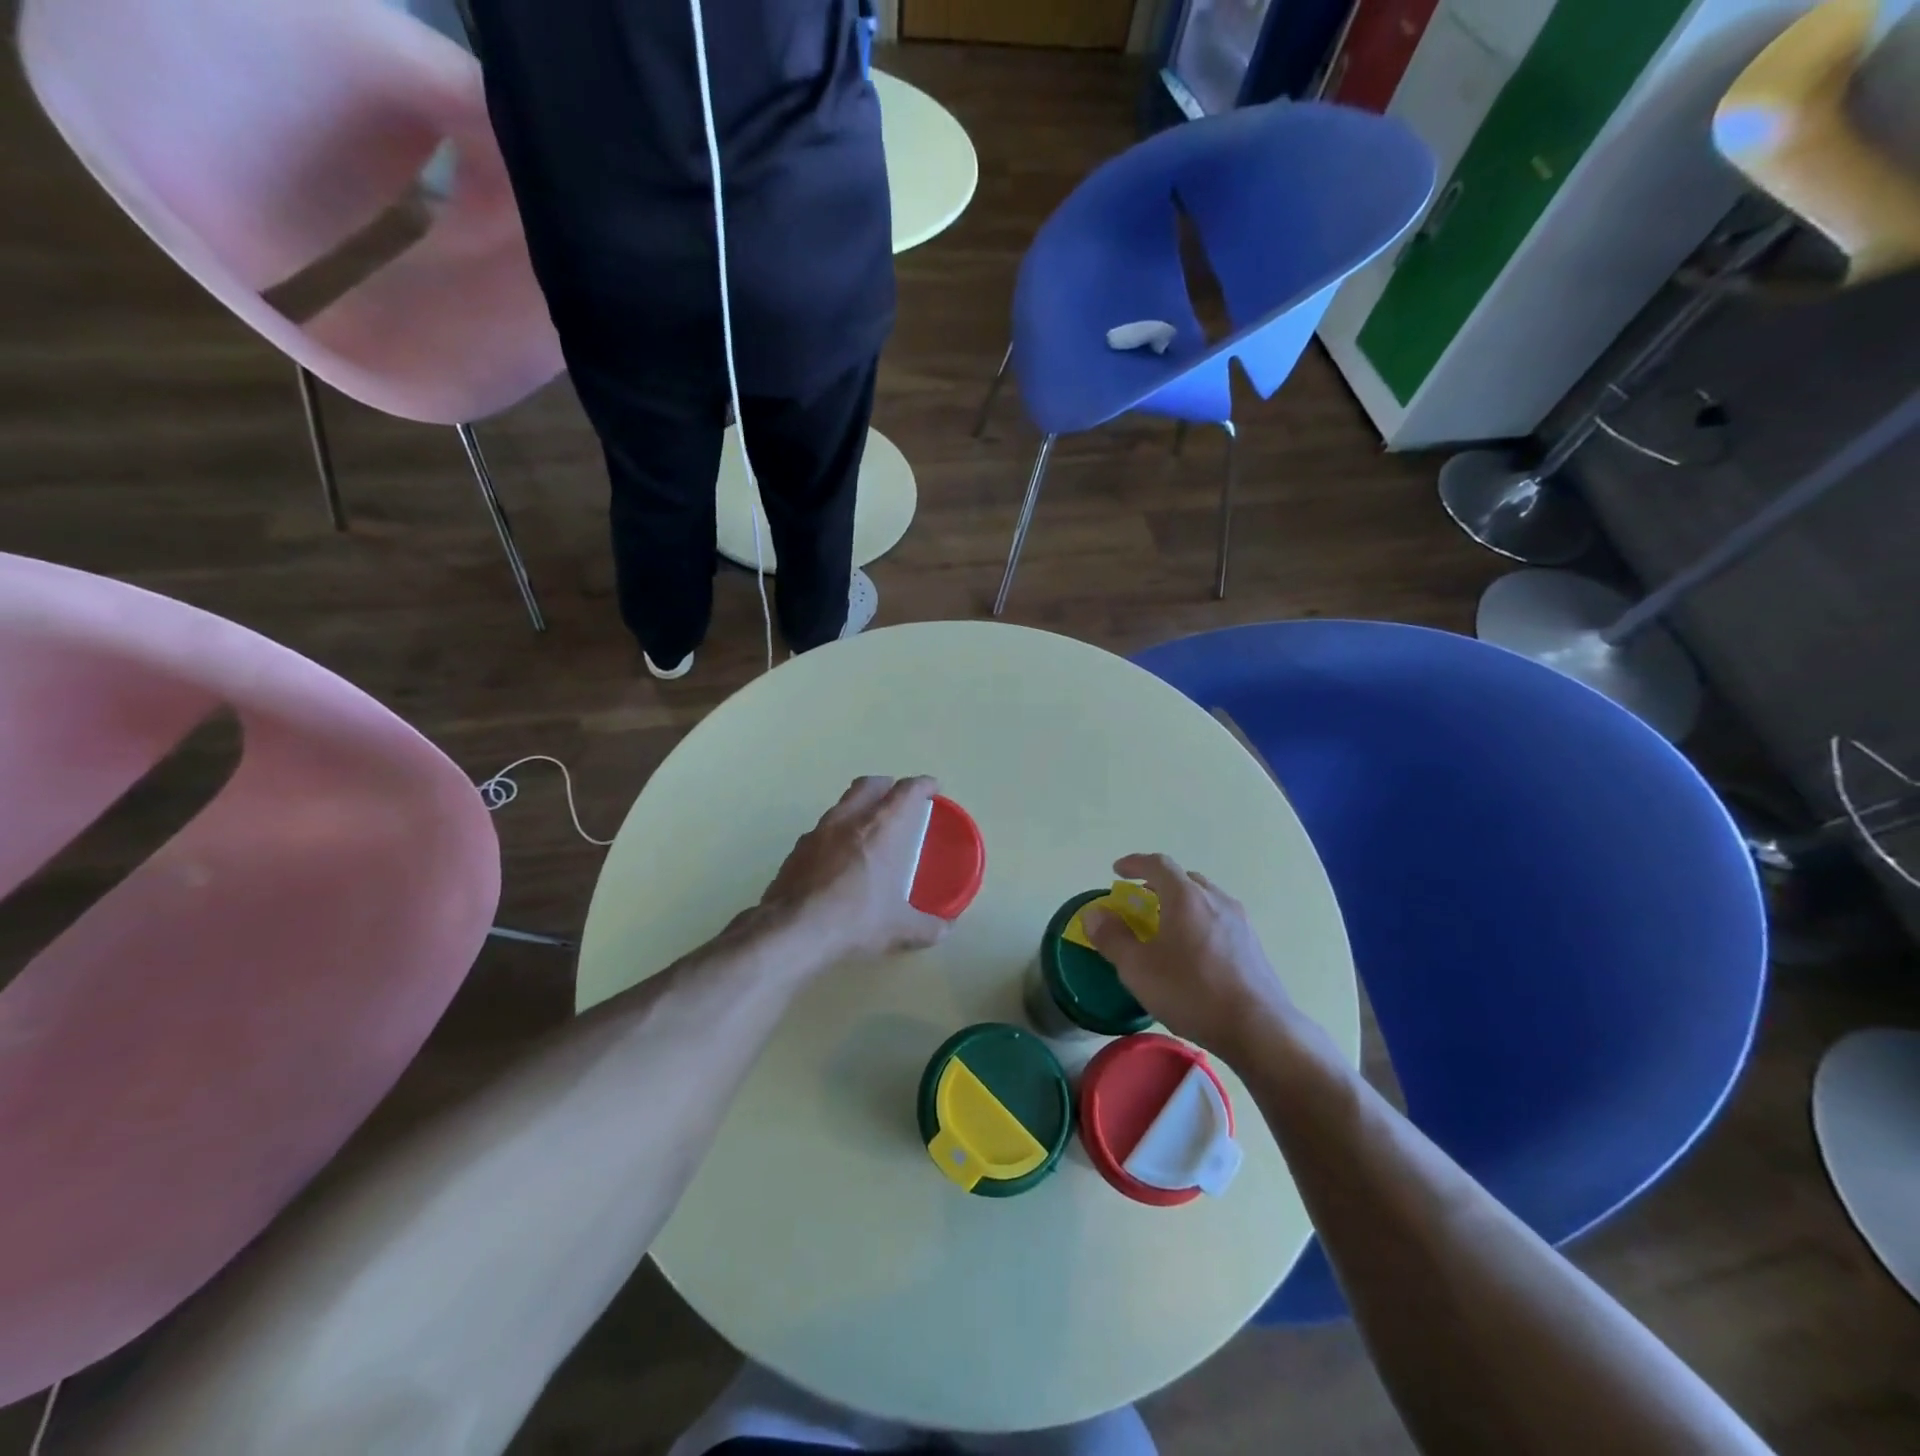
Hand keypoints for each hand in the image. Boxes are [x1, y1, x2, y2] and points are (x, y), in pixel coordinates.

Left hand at [759, 776, 953, 966]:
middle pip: (868, 785)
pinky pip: (822, 830)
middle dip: (886, 786)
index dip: (923, 785)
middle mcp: (848, 820)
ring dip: (858, 808)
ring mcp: (817, 832)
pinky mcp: (796, 850)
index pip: (906, 791)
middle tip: (897, 798)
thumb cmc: (855, 920)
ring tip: (868, 829)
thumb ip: (927, 927)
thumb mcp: (899, 928)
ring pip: (842, 805)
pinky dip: (836, 834)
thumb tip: (945, 930)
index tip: (932, 787)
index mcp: (880, 828)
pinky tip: (839, 858)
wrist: (792, 932)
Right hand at [1082, 853, 1300, 1062]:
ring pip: (1204, 898)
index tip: (1118, 871)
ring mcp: (1239, 921)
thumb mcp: (1138, 969)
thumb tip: (1094, 914)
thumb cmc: (1192, 991)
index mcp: (1186, 897)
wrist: (1259, 1028)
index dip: (1135, 863)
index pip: (1158, 864)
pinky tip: (1193, 951)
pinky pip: (1219, 919)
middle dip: (1158, 884)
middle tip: (1140, 901)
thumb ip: (1112, 937)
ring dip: (1181, 903)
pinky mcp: (1253, 944)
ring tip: (1166, 926)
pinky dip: (1199, 921)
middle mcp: (1215, 899)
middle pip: (1184, 879)